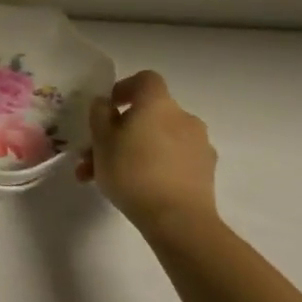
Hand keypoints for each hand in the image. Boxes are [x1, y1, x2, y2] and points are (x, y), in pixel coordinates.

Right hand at [75, 71, 218, 238]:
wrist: (179, 221)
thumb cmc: (133, 172)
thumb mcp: (101, 141)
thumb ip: (100, 115)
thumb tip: (106, 104)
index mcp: (158, 104)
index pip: (145, 80)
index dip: (125, 88)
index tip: (108, 107)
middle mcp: (183, 118)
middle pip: (148, 115)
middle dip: (120, 132)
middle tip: (95, 155)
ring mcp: (199, 146)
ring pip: (157, 141)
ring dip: (133, 153)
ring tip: (107, 180)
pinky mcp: (205, 172)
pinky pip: (173, 160)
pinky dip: (154, 167)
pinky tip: (136, 189)